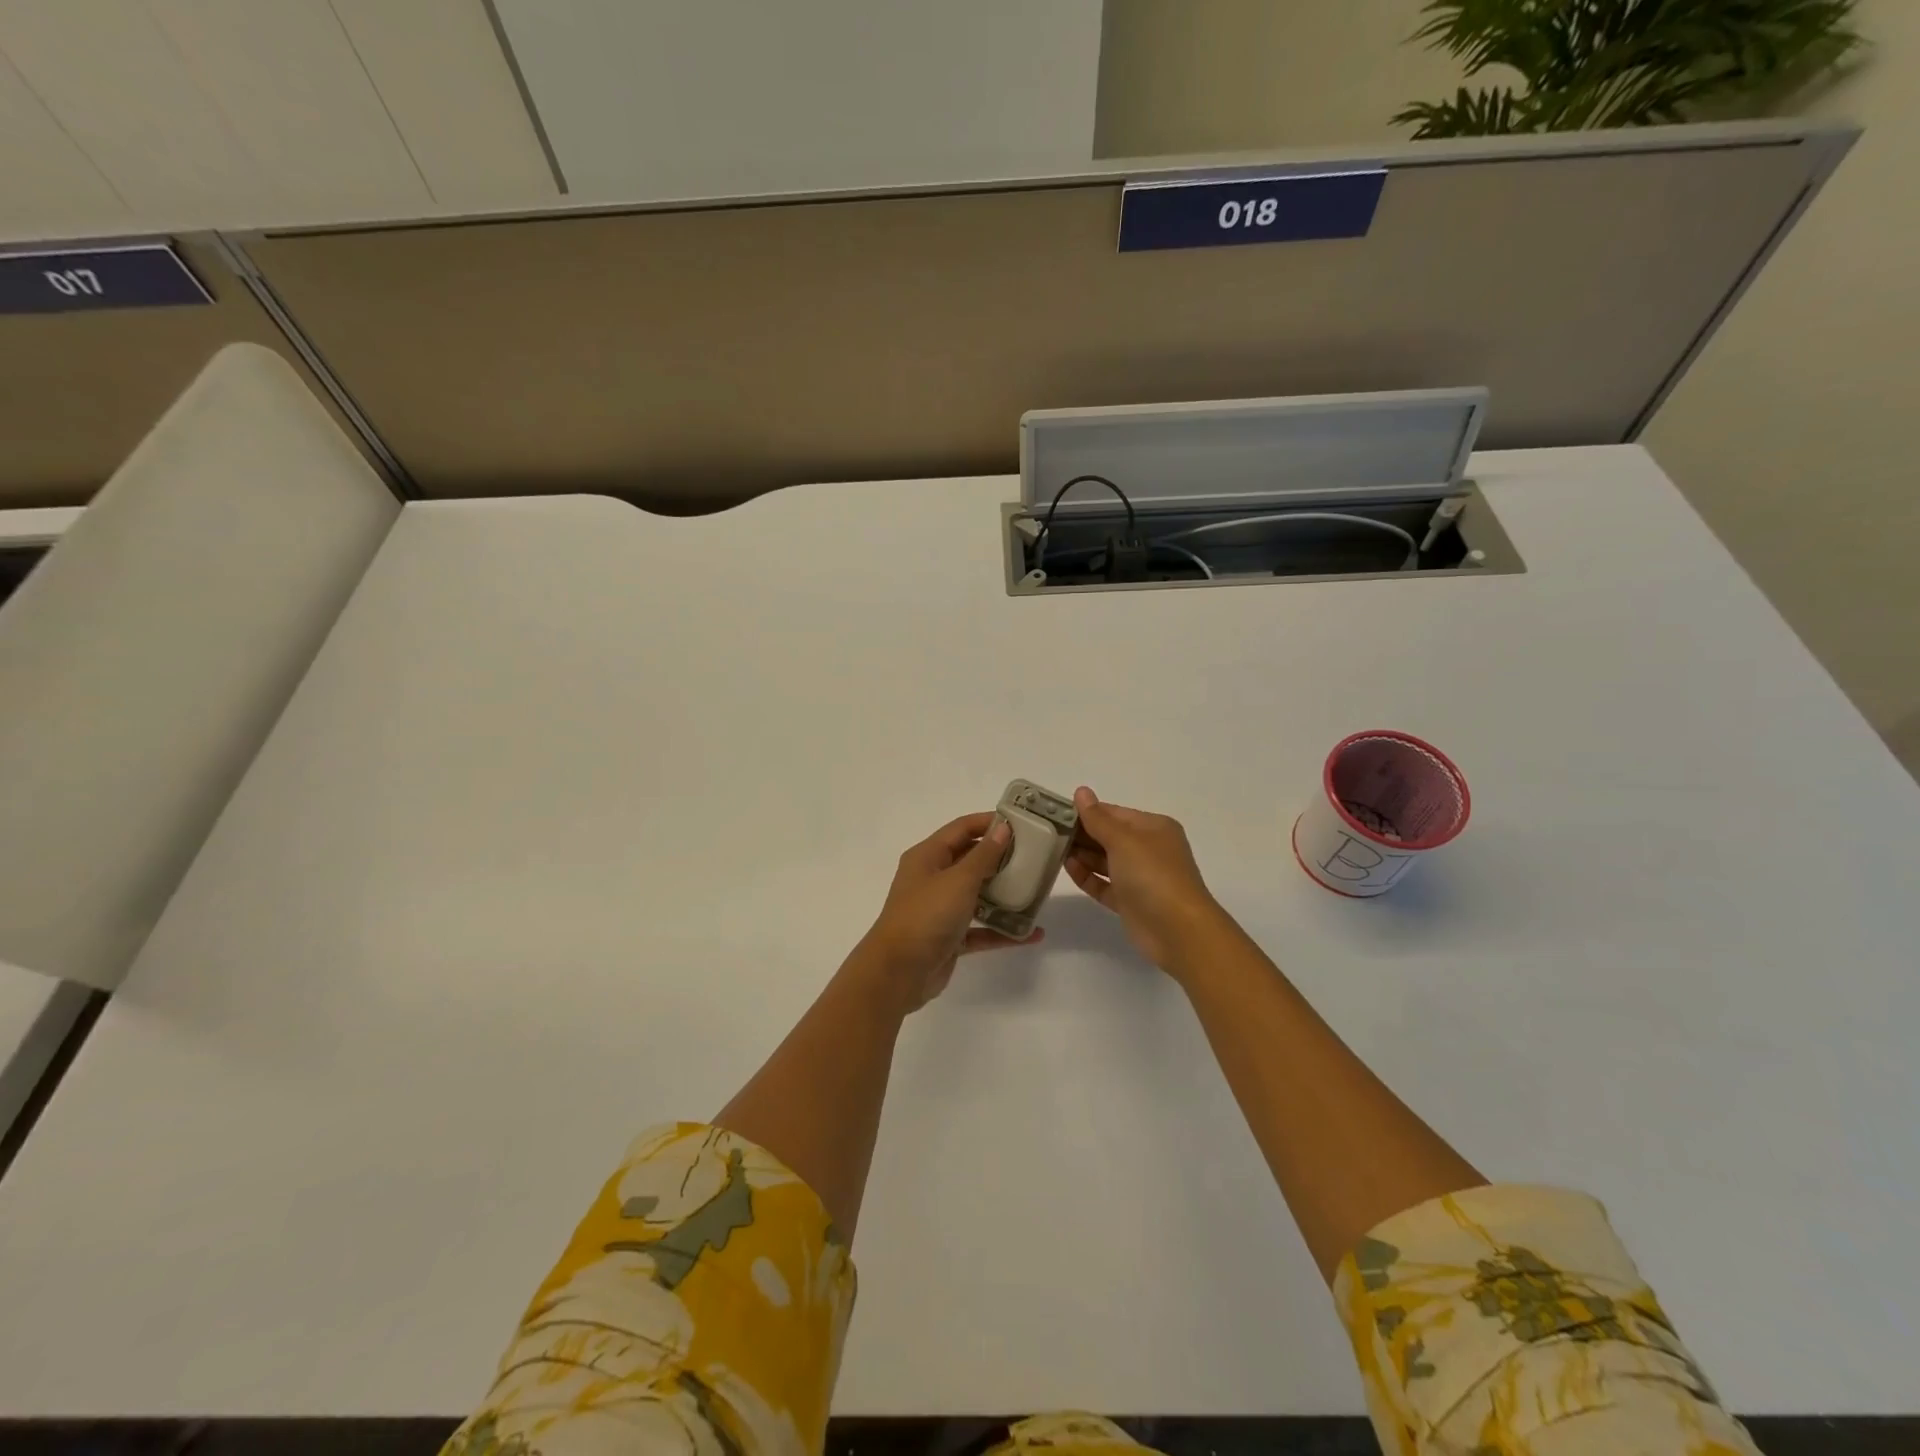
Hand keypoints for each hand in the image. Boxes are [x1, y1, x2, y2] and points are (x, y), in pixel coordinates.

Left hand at [855, 812, 1041, 1011]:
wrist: (898, 973)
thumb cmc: (926, 916)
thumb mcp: (958, 880)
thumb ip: (984, 855)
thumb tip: (1002, 828)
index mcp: (927, 857)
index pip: (961, 829)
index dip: (988, 822)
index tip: (1021, 823)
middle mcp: (932, 879)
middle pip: (970, 860)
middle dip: (1000, 858)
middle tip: (1035, 856)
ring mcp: (939, 910)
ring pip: (976, 895)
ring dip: (1004, 894)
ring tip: (1036, 891)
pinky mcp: (949, 938)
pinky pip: (980, 929)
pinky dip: (1001, 930)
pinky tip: (1030, 934)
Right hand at [1065, 787, 1229, 974]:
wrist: (1178, 930)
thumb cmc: (1152, 875)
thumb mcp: (1123, 840)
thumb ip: (1097, 818)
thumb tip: (1082, 791)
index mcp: (1154, 828)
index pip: (1115, 813)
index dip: (1087, 812)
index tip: (1057, 812)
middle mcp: (1148, 850)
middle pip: (1109, 836)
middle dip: (1082, 834)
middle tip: (1048, 831)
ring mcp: (1140, 878)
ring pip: (1105, 861)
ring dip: (1083, 855)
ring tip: (1054, 849)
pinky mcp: (1130, 902)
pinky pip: (1105, 884)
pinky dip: (1088, 876)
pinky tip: (1069, 868)